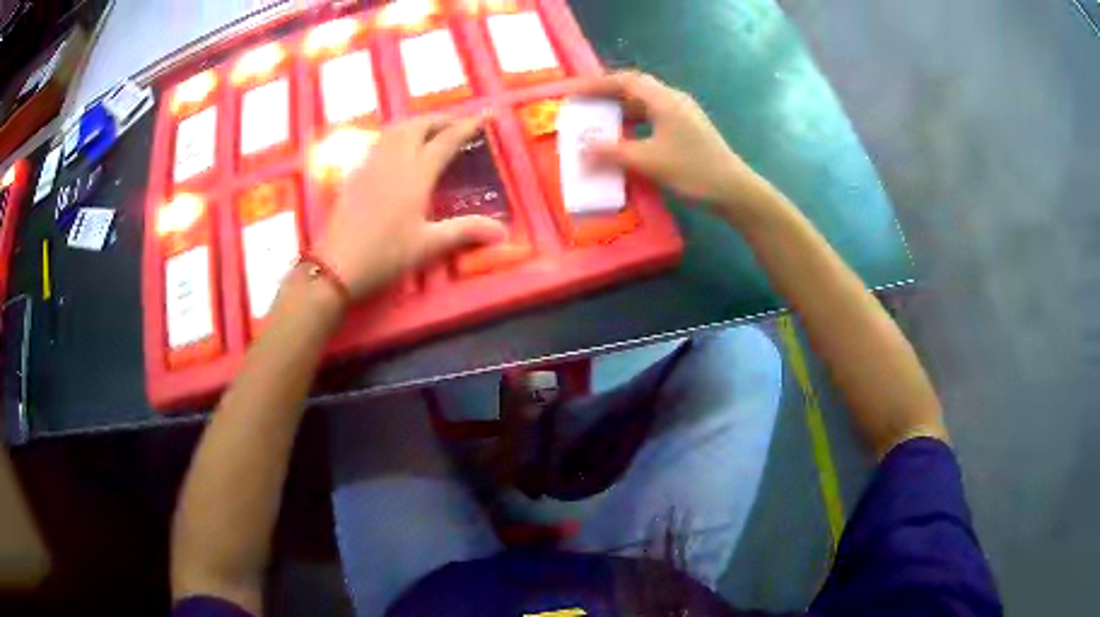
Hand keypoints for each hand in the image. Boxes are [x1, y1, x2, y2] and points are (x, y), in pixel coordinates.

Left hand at [315, 115, 507, 299]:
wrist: (336, 265)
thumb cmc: (384, 255)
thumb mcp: (428, 246)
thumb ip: (465, 231)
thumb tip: (502, 231)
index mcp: (416, 174)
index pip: (446, 140)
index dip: (467, 126)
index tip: (484, 115)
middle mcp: (394, 161)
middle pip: (419, 125)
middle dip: (441, 119)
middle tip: (456, 123)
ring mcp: (371, 164)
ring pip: (396, 129)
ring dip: (417, 123)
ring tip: (430, 130)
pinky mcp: (355, 173)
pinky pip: (380, 142)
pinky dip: (396, 135)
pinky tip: (397, 150)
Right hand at [580, 71, 775, 223]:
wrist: (734, 191)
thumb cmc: (693, 171)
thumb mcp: (649, 161)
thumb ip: (613, 152)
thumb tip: (582, 147)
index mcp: (664, 100)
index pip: (624, 81)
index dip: (595, 84)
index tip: (572, 92)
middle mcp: (673, 100)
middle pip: (635, 88)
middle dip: (606, 94)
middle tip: (583, 104)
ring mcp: (683, 114)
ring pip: (645, 103)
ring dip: (620, 109)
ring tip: (599, 120)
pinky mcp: (688, 129)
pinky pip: (654, 116)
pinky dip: (634, 122)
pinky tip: (626, 137)